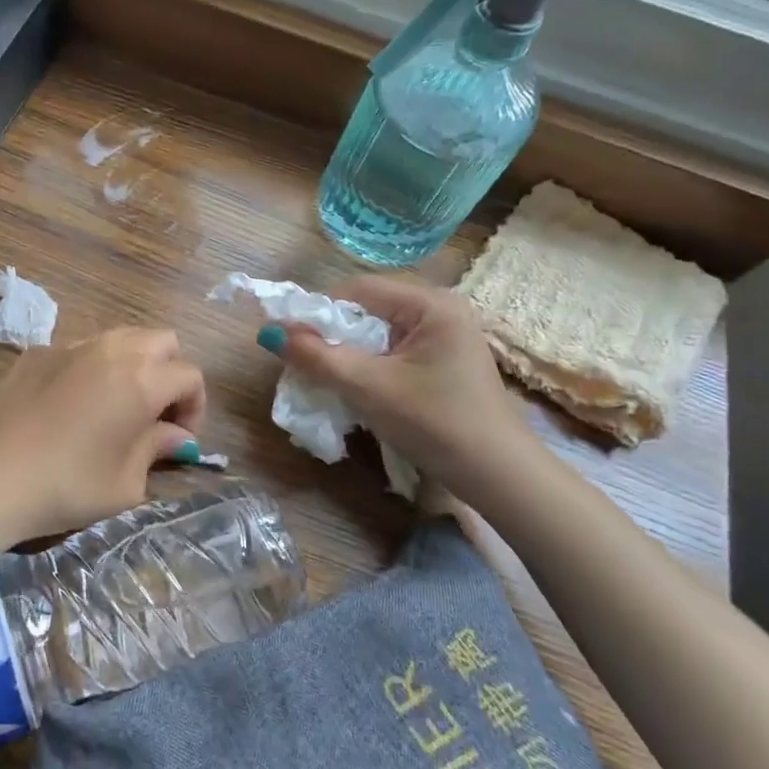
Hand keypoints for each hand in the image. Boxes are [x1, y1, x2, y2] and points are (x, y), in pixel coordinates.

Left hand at [0, 329, 205, 573]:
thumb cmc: (65, 486)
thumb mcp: (124, 484)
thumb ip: (158, 449)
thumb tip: (178, 436)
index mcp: (141, 379)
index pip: (190, 374)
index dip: (195, 406)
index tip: (179, 438)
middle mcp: (111, 350)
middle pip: (161, 340)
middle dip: (169, 372)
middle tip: (155, 413)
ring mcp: (70, 345)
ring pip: (121, 336)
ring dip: (133, 363)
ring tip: (117, 405)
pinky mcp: (36, 352)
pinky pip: (81, 348)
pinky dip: (93, 367)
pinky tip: (72, 404)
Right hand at [270, 277, 535, 509]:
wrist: (499, 477)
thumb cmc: (435, 423)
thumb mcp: (368, 388)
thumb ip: (317, 357)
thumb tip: (270, 333)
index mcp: (431, 304)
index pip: (357, 290)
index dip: (318, 311)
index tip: (289, 339)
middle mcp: (440, 310)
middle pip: (367, 309)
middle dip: (331, 334)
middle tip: (302, 361)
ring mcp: (445, 336)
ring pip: (378, 333)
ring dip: (347, 352)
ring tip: (324, 376)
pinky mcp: (443, 362)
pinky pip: (392, 351)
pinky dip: (368, 365)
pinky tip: (354, 387)